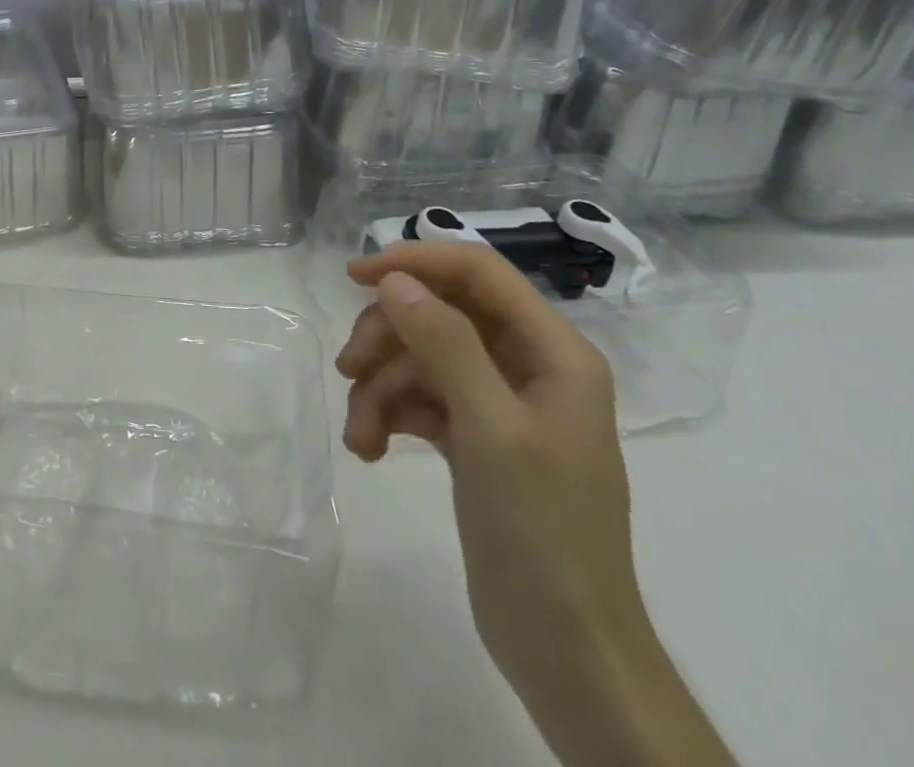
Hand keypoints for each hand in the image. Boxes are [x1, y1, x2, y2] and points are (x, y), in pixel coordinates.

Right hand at [336, 243, 648, 720]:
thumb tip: (394, 280)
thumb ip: (445, 343)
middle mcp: (526, 365)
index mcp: (552, 351)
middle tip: (347, 367)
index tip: (354, 276)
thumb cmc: (543, 530)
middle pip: (438, 313)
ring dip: (379, 386)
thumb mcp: (491, 428)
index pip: (478, 272)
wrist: (566, 650)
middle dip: (388, 337)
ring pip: (418, 357)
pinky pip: (417, 399)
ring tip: (360, 434)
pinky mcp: (472, 437)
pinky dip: (388, 414)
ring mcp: (496, 402)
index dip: (416, 261)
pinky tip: (370, 449)